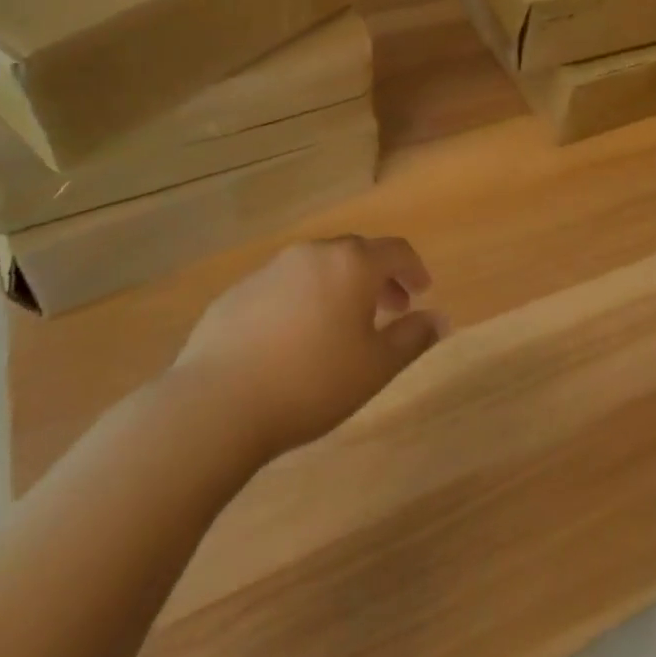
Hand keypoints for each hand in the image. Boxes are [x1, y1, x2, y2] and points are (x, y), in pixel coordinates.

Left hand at [168, 236, 445, 458]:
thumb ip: (413, 338)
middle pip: (356, 254)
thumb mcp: (376, 367)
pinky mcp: (236, 293)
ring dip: (338, 288)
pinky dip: (301, 300)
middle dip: (377, 278)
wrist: (215, 405)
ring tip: (341, 326)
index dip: (414, 269)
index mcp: (352, 264)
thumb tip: (440, 320)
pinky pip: (283, 287)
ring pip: (317, 268)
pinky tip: (294, 339)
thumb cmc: (312, 382)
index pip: (396, 251)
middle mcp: (313, 254)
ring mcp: (270, 270)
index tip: (422, 291)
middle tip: (389, 310)